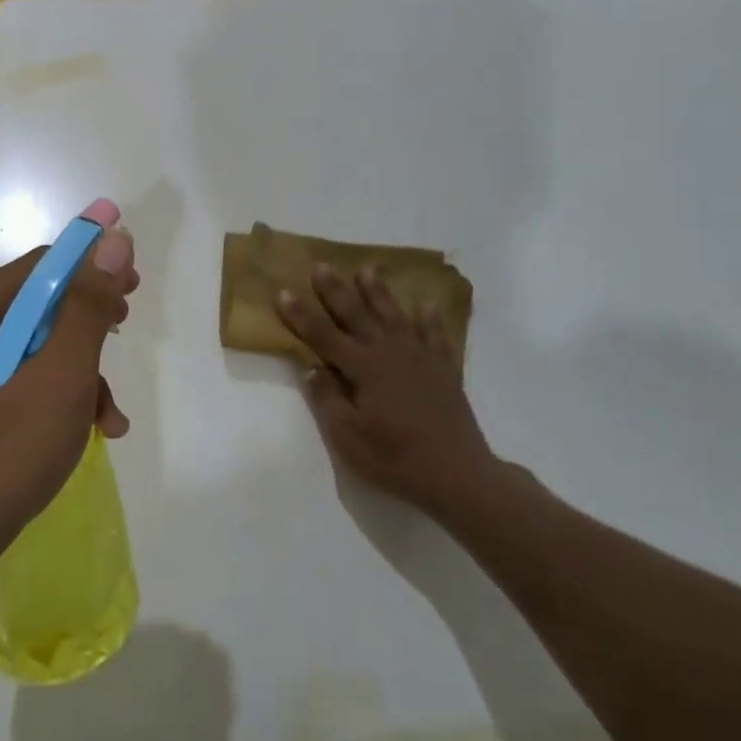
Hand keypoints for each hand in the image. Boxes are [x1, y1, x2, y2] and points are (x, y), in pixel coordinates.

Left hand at [0, 199, 137, 568]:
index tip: (134, 288)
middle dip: (90, 322)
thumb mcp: (59, 376)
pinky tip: (89, 431)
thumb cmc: (2, 454)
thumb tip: (115, 239)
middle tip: (125, 334)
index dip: (93, 266)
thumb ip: (88, 306)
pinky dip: (59, 396)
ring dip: (81, 371)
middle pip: (41, 303)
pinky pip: (24, 380)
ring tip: (108, 415)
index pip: (44, 263)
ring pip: (39, 346)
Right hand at [278, 263, 500, 520]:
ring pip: (394, 316)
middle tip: (322, 265)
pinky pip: (435, 336)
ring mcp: (420, 358)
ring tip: (368, 268)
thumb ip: (327, 397)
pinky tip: (426, 304)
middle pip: (357, 315)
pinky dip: (430, 319)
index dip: (301, 315)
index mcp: (363, 368)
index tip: (283, 291)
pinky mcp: (443, 370)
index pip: (323, 336)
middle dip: (336, 290)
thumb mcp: (348, 436)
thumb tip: (311, 367)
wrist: (458, 475)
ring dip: (379, 292)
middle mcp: (389, 353)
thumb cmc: (396, 458)